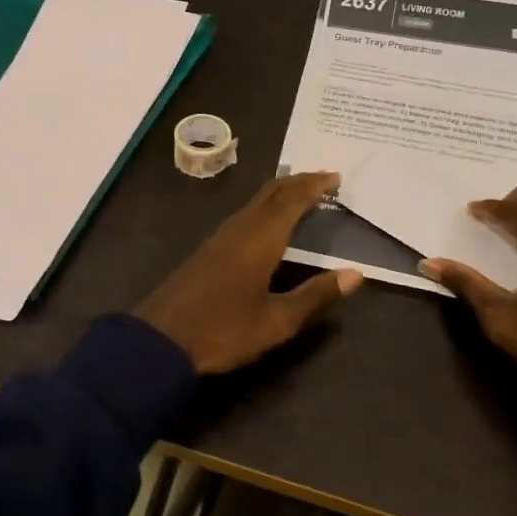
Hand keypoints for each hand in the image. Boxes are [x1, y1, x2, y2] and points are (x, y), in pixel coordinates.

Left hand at [136, 172, 364, 375]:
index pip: (292, 201)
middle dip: (298, 181)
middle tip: (324, 179)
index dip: (314, 186)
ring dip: (280, 193)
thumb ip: (315, 295)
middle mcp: (239, 229)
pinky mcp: (208, 250)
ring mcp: (220, 238)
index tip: (336, 176)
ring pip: (255, 202)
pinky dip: (264, 207)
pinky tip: (267, 221)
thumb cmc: (224, 330)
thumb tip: (356, 274)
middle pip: (270, 193)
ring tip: (302, 194)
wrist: (161, 339)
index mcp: (260, 240)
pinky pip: (244, 215)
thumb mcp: (277, 321)